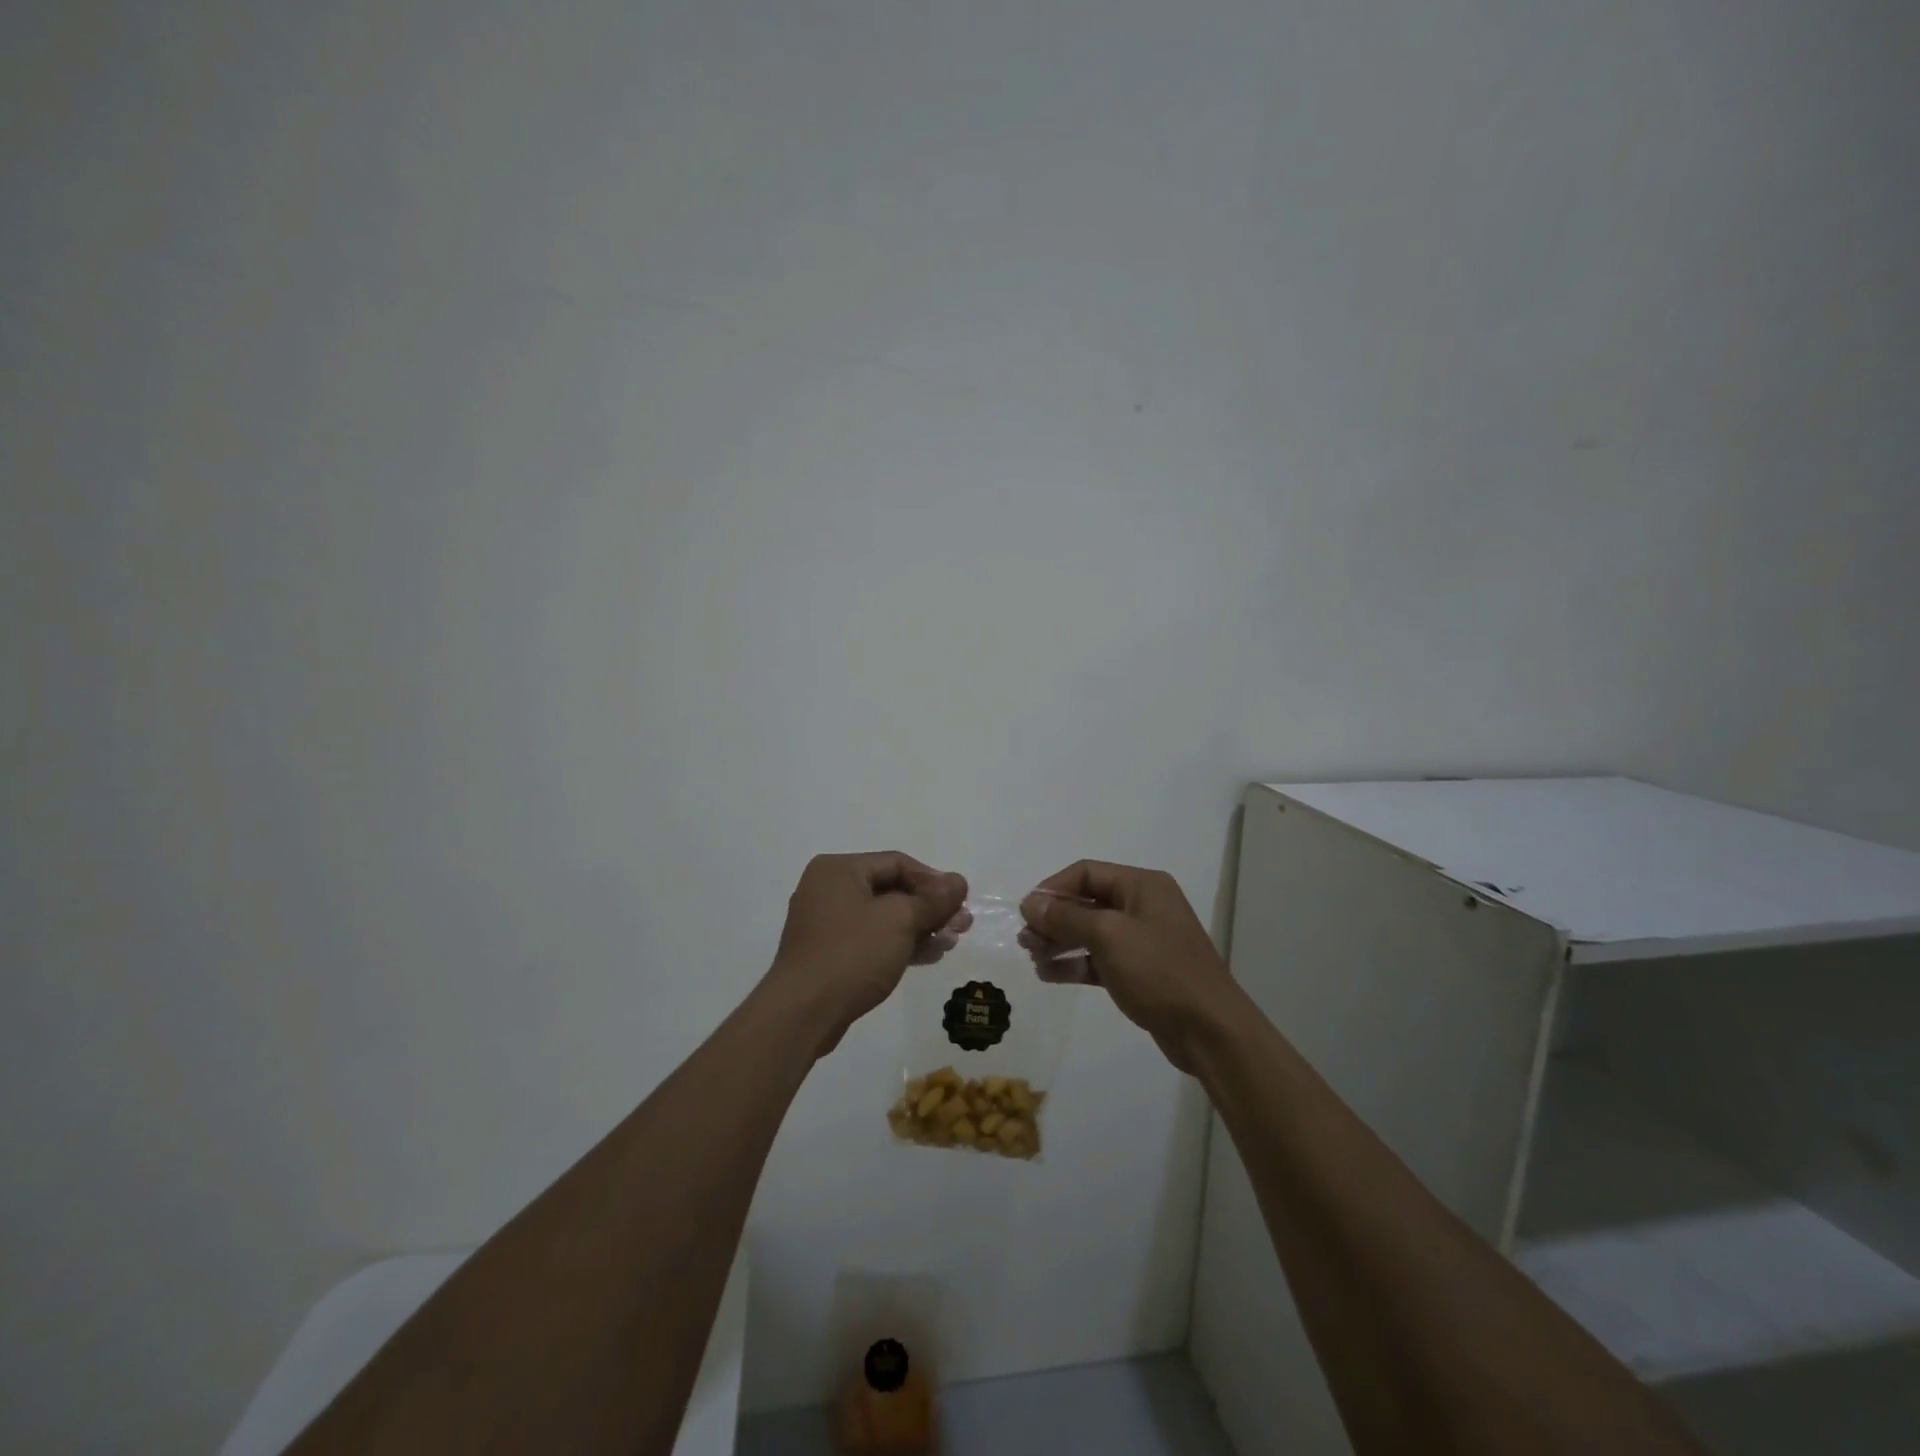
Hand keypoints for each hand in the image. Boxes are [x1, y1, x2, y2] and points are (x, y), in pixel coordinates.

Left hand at [765, 852, 969, 1057]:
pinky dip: (900, 944)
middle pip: (892, 890)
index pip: (897, 863)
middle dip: (930, 908)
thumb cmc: (852, 954)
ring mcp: (826, 924)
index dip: (934, 880)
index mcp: (839, 869)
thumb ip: (933, 899)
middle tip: (962, 925)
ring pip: (884, 918)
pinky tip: (929, 955)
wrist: (803, 1013)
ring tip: (951, 942)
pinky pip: (872, 940)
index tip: (961, 901)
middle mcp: (829, 889)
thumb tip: (959, 881)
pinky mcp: (829, 954)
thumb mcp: (900, 920)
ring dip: (920, 928)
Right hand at [1020, 861, 1237, 1073]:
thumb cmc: (1159, 971)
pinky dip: (1075, 964)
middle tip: (1025, 940)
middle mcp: (1142, 906)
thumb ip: (1066, 917)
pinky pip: (1099, 959)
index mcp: (1142, 886)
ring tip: (1033, 958)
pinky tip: (1049, 975)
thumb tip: (1031, 902)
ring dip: (1059, 942)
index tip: (1026, 912)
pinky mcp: (1140, 971)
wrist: (1209, 1031)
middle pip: (1086, 902)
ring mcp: (1142, 940)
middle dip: (1053, 918)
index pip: (1086, 872)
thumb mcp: (1108, 936)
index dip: (1053, 888)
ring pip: (1090, 932)